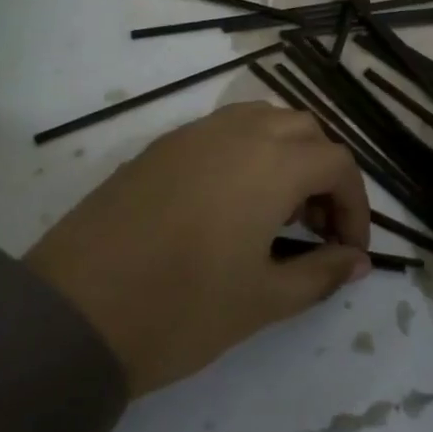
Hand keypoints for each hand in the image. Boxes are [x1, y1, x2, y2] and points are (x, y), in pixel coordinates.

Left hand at [26, 103, 371, 396]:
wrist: (76, 310)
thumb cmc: (182, 308)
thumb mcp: (263, 299)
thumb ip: (319, 274)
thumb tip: (357, 262)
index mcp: (271, 162)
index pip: (337, 162)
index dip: (355, 205)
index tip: (348, 250)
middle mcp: (236, 132)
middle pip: (303, 130)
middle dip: (322, 173)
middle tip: (315, 228)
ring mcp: (192, 133)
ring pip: (261, 121)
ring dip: (284, 155)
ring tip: (275, 213)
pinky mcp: (159, 146)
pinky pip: (220, 131)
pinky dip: (245, 153)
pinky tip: (228, 205)